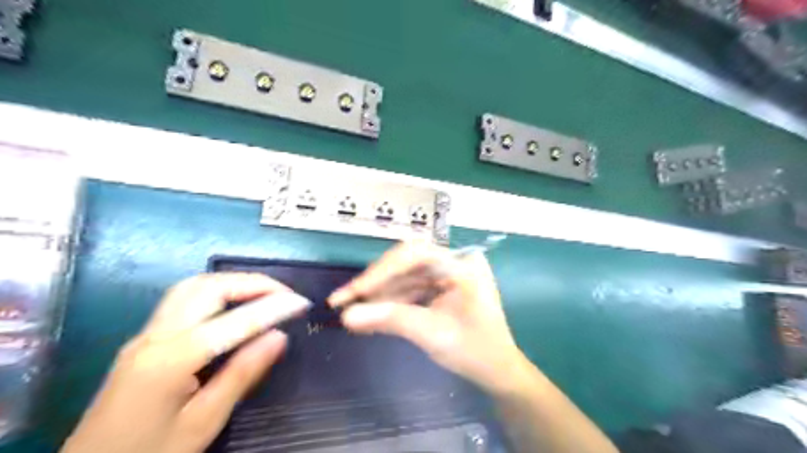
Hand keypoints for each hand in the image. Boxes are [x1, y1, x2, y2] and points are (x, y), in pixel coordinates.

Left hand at [59, 272, 305, 452]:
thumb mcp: (203, 422)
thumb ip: (242, 374)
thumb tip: (280, 336)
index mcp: (171, 360)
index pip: (234, 321)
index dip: (273, 307)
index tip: (303, 302)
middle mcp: (155, 336)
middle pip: (207, 288)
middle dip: (252, 283)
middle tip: (286, 293)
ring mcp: (145, 335)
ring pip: (192, 287)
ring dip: (234, 282)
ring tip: (265, 293)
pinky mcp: (144, 340)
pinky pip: (184, 299)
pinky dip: (218, 290)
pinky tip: (234, 304)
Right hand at [327, 240, 530, 396]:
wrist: (498, 371)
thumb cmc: (476, 352)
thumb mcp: (434, 334)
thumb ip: (392, 320)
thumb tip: (347, 315)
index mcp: (462, 265)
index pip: (415, 254)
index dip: (381, 270)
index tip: (355, 291)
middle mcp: (453, 262)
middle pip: (405, 263)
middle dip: (375, 283)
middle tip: (343, 299)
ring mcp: (446, 275)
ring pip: (403, 277)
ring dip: (378, 294)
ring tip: (350, 310)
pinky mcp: (439, 288)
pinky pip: (409, 289)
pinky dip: (390, 302)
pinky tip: (370, 314)